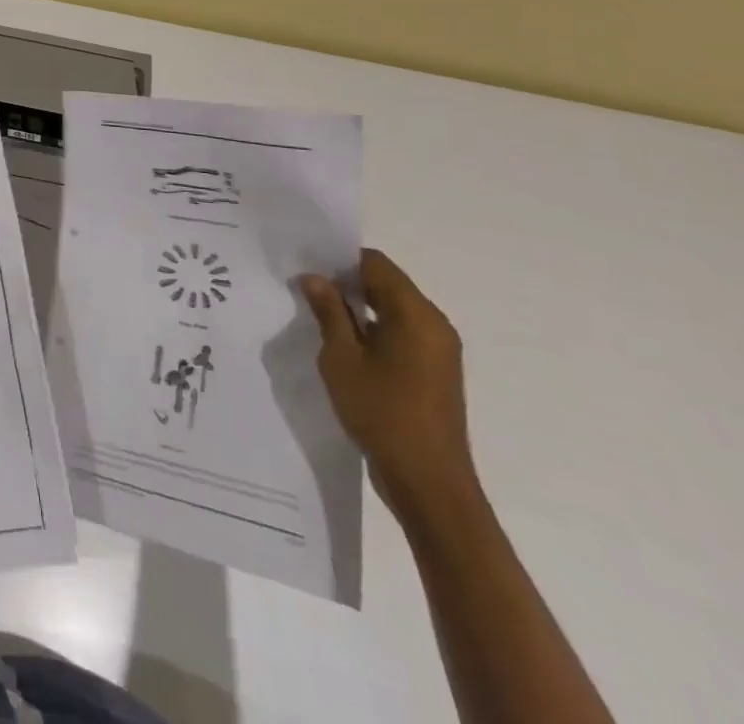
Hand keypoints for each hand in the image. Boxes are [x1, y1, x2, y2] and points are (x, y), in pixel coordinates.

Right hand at [299, 249, 481, 528]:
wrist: (428, 484)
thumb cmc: (382, 412)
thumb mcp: (342, 357)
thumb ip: (328, 312)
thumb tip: (315, 277)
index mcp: (416, 315)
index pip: (376, 264)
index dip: (340, 260)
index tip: (307, 267)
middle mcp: (434, 325)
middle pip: (387, 285)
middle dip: (347, 283)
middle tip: (305, 289)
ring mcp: (438, 351)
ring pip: (393, 311)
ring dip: (359, 309)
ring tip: (319, 317)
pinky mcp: (434, 373)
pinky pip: (401, 334)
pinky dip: (373, 331)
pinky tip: (343, 346)